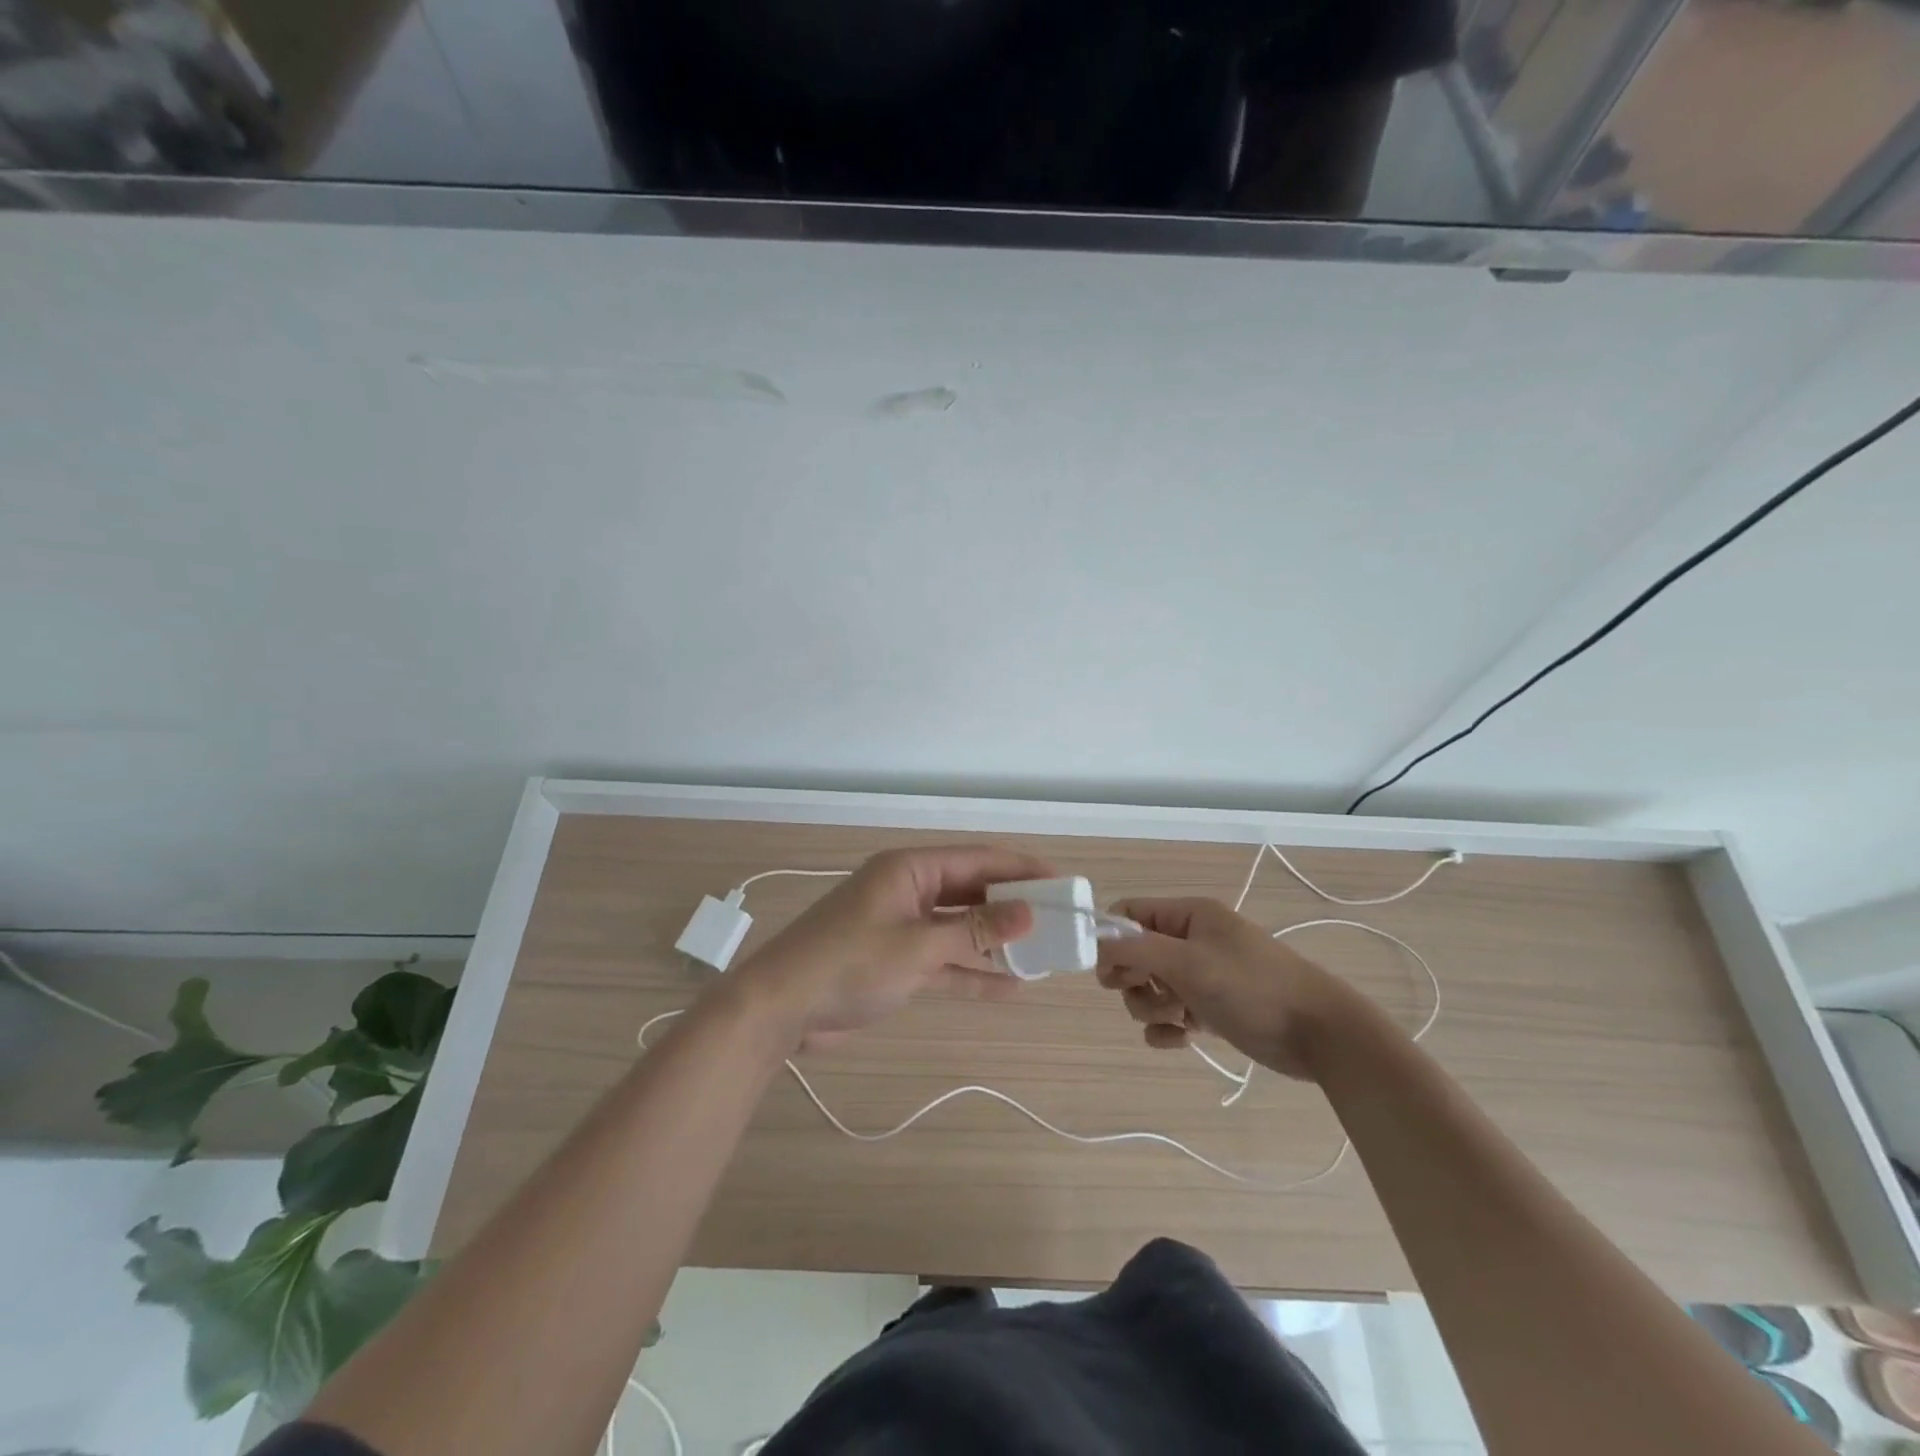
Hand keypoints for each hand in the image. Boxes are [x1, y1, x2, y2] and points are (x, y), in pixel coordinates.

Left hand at [731, 846, 1053, 1051]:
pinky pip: (944, 961)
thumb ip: (975, 931)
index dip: (1020, 868)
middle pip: (971, 892)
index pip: (977, 859)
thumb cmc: (849, 963)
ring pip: (960, 928)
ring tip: (1042, 953)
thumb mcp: (918, 946)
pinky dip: (972, 972)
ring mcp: (902, 928)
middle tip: (1059, 920)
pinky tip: (1010, 987)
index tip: (1062, 881)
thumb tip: (1029, 912)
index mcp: (909, 870)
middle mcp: (908, 891)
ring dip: (995, 942)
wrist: (780, 1008)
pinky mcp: (896, 962)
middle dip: (1012, 906)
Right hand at [1094, 897, 1348, 1080]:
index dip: (1111, 939)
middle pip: (1135, 954)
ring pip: (1149, 988)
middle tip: (1148, 993)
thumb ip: (1136, 950)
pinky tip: (1182, 1038)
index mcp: (1189, 916)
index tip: (1104, 970)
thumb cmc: (1253, 987)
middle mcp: (1192, 941)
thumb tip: (1094, 942)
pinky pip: (1169, 1016)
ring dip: (1152, 1006)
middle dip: (1133, 979)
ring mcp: (1202, 977)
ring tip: (1179, 1017)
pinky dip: (1167, 1028)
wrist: (1320, 1034)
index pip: (1130, 914)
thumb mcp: (1189, 962)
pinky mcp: (1211, 1010)